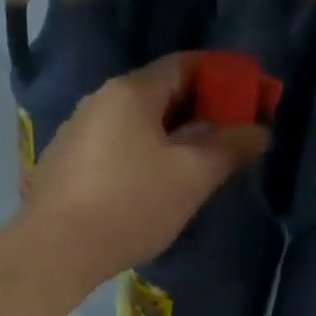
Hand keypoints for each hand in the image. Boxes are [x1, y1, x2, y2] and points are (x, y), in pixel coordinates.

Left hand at [22, 54, 268, 289]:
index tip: (249, 96)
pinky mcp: (66, 162)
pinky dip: (144, 151)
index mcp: (130, 92)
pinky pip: (116, 144)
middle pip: (160, 92)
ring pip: (137, 121)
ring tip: (199, 161)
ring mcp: (77, 130)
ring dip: (172, 133)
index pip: (184, 64)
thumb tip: (260, 131)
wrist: (55, 250)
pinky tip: (156, 181)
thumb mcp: (192, 176)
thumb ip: (230, 148)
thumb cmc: (130, 204)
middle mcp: (99, 100)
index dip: (222, 76)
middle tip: (231, 134)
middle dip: (200, 108)